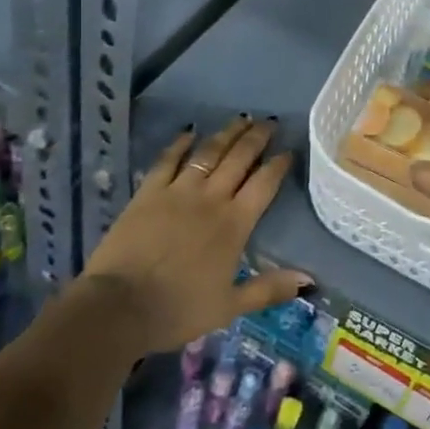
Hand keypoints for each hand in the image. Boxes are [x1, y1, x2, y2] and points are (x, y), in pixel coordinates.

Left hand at [81, 118, 311, 354]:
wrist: (120, 305)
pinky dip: (180, 143)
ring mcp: (178, 191)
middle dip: (257, 138)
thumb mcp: (230, 306)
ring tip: (241, 118)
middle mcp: (210, 199)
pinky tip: (190, 132)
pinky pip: (168, 160)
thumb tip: (309, 279)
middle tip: (269, 121)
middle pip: (239, 159)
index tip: (288, 150)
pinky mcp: (148, 191)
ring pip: (208, 153)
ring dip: (226, 134)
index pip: (264, 185)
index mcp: (234, 224)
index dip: (278, 165)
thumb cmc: (178, 309)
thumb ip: (269, 289)